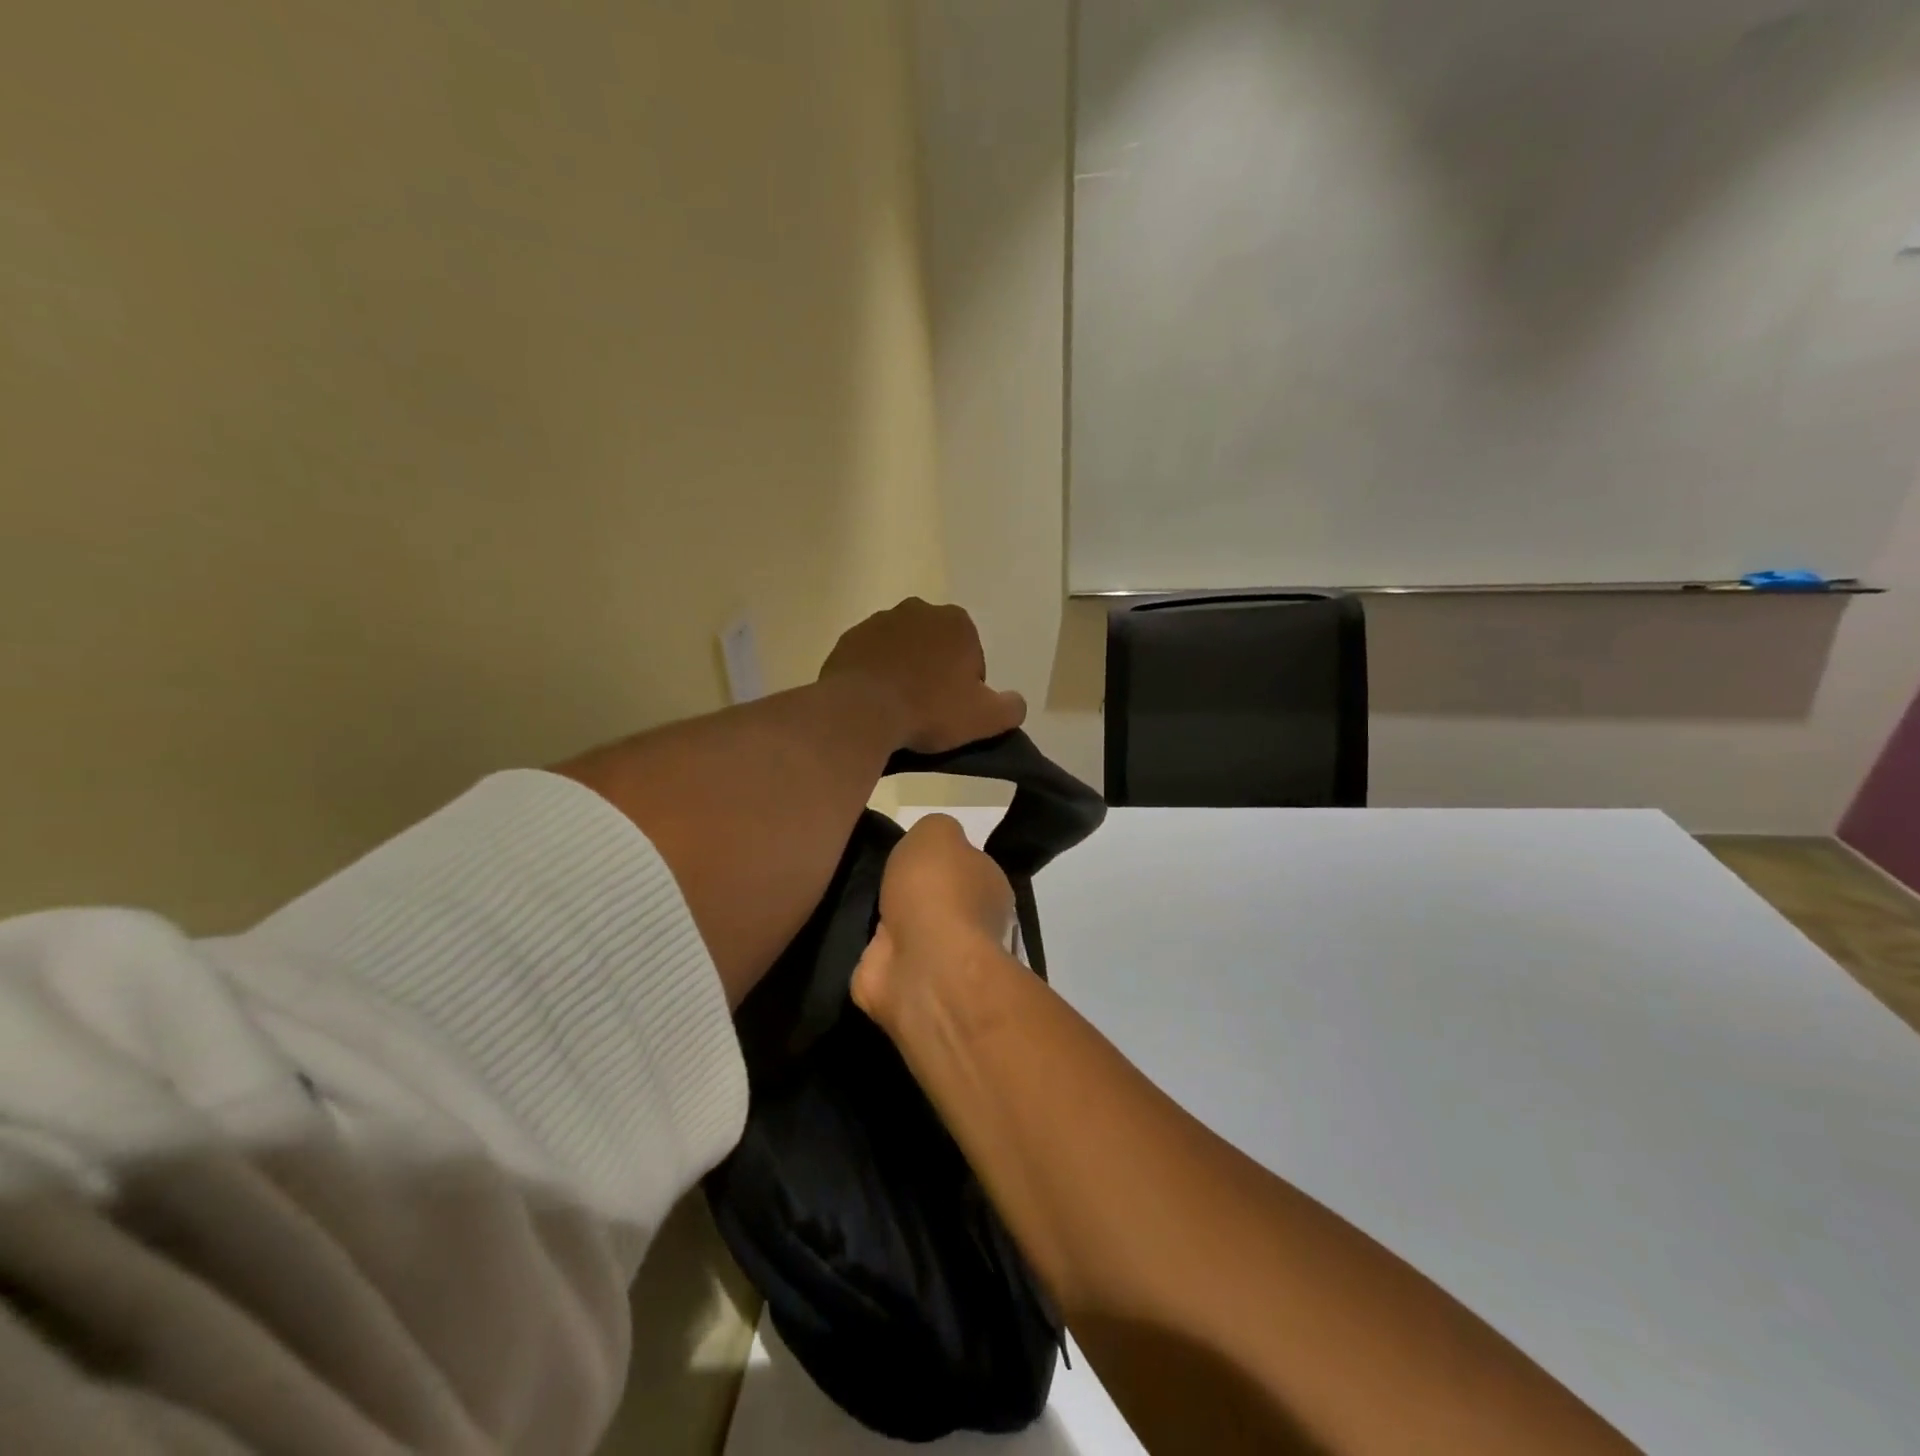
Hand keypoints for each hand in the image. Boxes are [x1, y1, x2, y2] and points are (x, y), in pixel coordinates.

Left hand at [821, 599, 1026, 754]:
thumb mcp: (985, 718)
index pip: (971, 655)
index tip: (954, 710)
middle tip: (928, 711)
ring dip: (904, 672)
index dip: (967, 686)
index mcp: (956, 621)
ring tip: (899, 709)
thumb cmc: (929, 710)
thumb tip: (1014, 703)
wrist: (861, 712)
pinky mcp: (849, 639)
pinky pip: (871, 659)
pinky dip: (875, 675)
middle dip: (934, 672)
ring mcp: (879, 621)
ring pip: (902, 651)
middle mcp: (918, 610)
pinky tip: (874, 703)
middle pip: (936, 647)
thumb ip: (1010, 708)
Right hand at [852, 814, 1015, 1027]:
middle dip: (914, 896)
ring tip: (860, 908)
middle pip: (938, 902)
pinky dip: (871, 955)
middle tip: (881, 882)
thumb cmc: (937, 892)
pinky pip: (884, 962)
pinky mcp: (904, 986)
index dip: (940, 861)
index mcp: (989, 887)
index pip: (968, 868)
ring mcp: (938, 961)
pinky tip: (853, 940)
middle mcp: (972, 925)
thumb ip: (935, 831)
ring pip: (911, 934)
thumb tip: (931, 844)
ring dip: (889, 927)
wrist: (923, 967)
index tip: (912, 857)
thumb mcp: (937, 833)